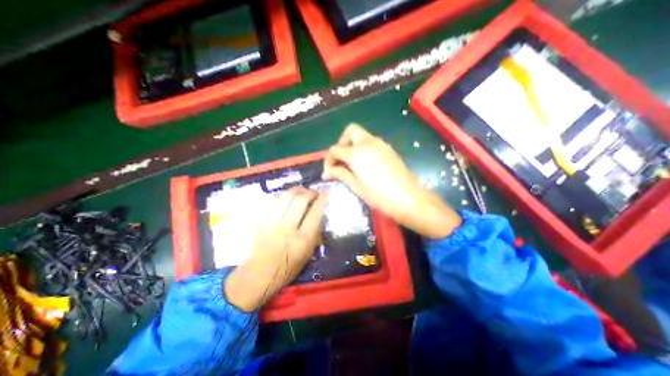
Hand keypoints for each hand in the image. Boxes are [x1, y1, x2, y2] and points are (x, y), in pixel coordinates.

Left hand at [225, 187, 327, 312]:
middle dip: (309, 192)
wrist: (261, 274)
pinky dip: (281, 195)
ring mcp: (272, 224)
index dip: (322, 199)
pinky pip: (271, 201)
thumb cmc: (290, 266)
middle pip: (300, 200)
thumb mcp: (309, 252)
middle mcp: (288, 229)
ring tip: (300, 190)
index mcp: (303, 240)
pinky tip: (285, 196)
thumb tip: (318, 211)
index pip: (315, 213)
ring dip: (295, 190)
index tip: (326, 192)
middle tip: (313, 192)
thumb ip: (314, 231)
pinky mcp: (260, 222)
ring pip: (285, 197)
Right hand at [323, 125, 460, 238]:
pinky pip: (371, 142)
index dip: (329, 160)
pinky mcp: (388, 149)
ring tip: (351, 164)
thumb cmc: (379, 196)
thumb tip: (327, 172)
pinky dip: (363, 149)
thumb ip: (341, 174)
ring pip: (361, 136)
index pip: (335, 149)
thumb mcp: (357, 186)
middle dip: (341, 143)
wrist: (409, 198)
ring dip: (352, 145)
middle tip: (341, 160)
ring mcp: (380, 144)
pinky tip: (364, 165)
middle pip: (350, 131)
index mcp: (356, 153)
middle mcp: (368, 143)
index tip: (329, 173)